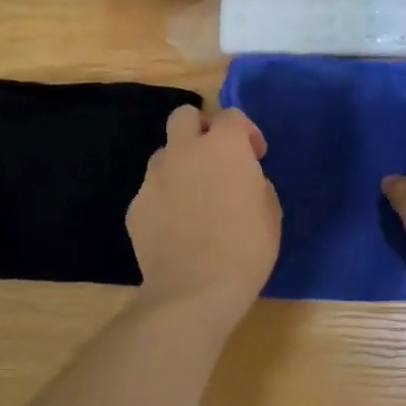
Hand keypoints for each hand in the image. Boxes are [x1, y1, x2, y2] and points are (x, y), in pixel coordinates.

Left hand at [128, 106, 280, 323]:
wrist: (195, 290)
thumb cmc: (246, 249)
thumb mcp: (270, 211)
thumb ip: (254, 182)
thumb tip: (242, 179)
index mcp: (223, 146)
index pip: (232, 115)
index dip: (247, 132)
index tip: (256, 155)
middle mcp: (184, 151)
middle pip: (184, 115)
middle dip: (201, 128)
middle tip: (216, 157)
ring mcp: (154, 178)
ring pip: (164, 153)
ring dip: (181, 164)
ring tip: (194, 195)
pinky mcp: (135, 206)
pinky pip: (152, 190)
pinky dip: (165, 198)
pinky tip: (176, 226)